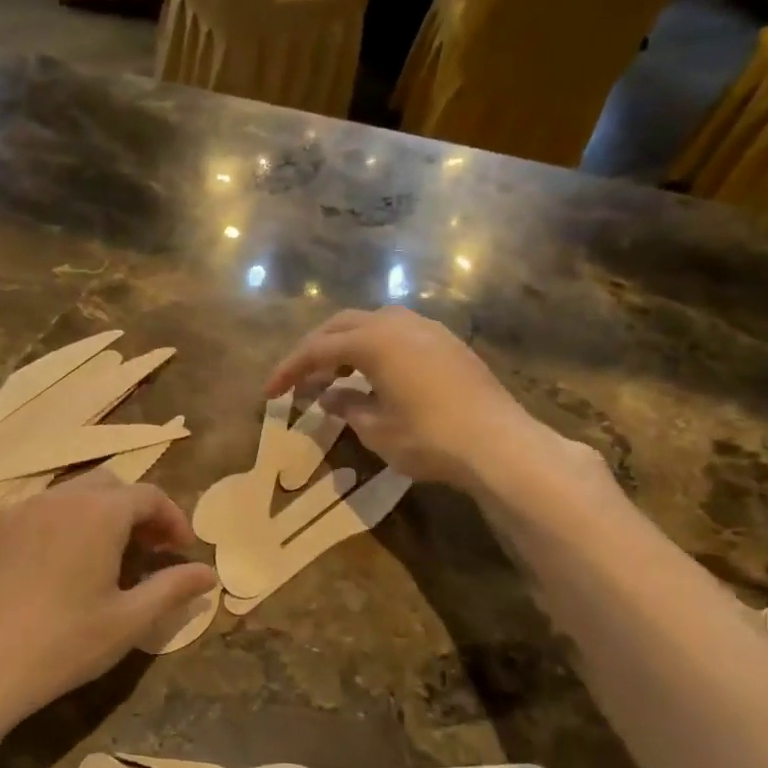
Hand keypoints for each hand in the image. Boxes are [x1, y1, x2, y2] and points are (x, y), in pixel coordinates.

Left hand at [0, 472, 215, 740]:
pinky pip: (29, 516)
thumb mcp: (127, 622)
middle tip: (146, 549)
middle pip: (106, 485)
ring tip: (99, 559)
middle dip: (134, 510)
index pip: (148, 496)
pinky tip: (49, 570)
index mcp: (97, 513)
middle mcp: (55, 499)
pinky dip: (53, 529)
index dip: (172, 518)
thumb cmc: (60, 645)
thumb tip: (208, 574)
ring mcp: (12, 513)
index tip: (181, 549)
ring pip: (65, 497)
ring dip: (93, 517)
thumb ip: (172, 589)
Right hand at [266, 307, 610, 496]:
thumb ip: (346, 406)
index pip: (317, 350)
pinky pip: (398, 333)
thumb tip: (328, 396)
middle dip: (314, 350)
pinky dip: (374, 347)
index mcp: (374, 342)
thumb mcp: (375, 429)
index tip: (269, 393)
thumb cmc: (428, 438)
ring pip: (373, 323)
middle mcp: (399, 324)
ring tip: (335, 374)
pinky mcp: (448, 344)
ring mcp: (428, 330)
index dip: (289, 370)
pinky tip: (375, 374)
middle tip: (298, 379)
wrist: (498, 444)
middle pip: (342, 326)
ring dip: (346, 344)